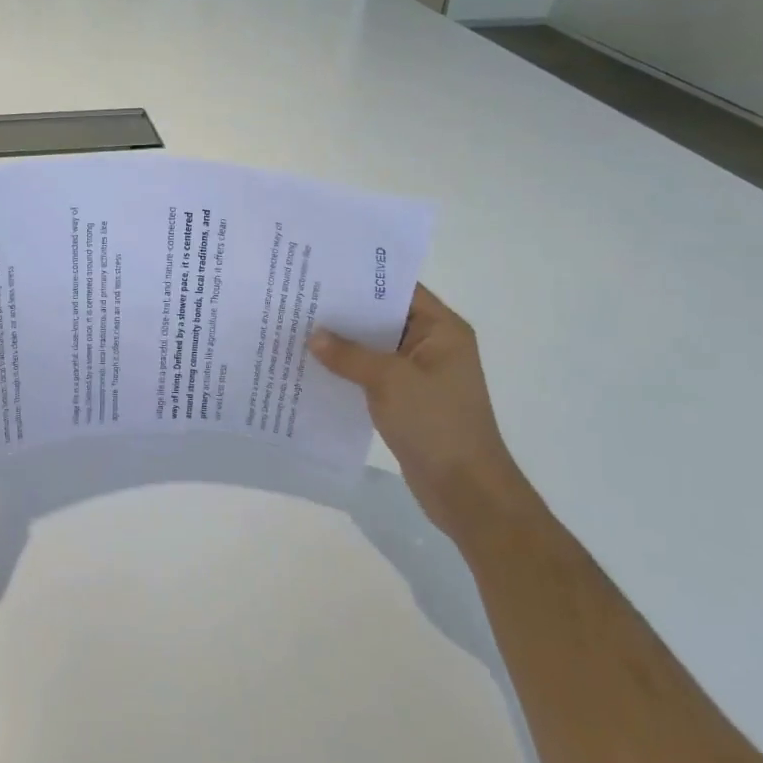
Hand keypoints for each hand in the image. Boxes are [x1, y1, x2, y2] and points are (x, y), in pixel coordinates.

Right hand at [309, 285, 534, 541]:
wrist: (465, 489)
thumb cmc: (436, 424)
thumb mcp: (389, 381)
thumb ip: (349, 355)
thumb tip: (313, 335)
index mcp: (441, 330)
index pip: (399, 290)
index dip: (362, 279)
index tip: (321, 272)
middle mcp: (433, 345)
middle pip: (383, 318)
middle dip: (344, 313)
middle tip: (299, 300)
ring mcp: (420, 374)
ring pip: (374, 349)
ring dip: (342, 344)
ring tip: (298, 331)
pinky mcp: (407, 400)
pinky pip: (372, 375)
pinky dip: (348, 371)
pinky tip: (313, 368)